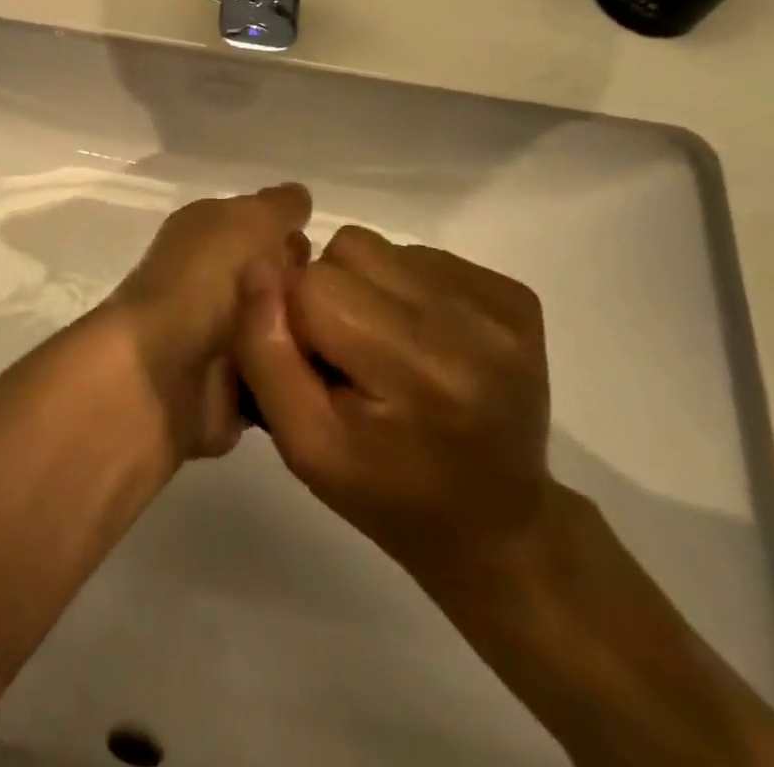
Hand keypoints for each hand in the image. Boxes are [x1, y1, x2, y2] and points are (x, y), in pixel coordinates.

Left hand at [102, 184, 312, 460]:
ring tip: (335, 347)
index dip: (293, 241)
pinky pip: (278, 381)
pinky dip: (298, 380)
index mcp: (204, 232)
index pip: (261, 228)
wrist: (165, 370)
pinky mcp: (226, 389)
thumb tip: (298, 196)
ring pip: (283, 332)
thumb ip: (277, 206)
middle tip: (333, 307)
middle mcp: (207, 279)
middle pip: (277, 281)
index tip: (328, 262)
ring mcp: (216, 336)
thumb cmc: (207, 278)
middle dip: (307, 293)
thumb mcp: (249, 220)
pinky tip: (325, 382)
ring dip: (307, 339)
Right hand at [235, 225, 551, 575]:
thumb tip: (259, 267)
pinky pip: (418, 255)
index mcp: (419, 370)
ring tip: (384, 347)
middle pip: (347, 253)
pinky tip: (420, 341)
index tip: (318, 369)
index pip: (313, 286)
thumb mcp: (304, 445)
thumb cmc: (388, 494)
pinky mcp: (514, 295)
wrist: (498, 526)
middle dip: (328, 296)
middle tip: (349, 358)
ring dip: (363, 287)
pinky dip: (402, 288)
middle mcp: (470, 324)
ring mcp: (499, 305)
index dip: (296, 322)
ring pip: (379, 247)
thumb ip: (266, 353)